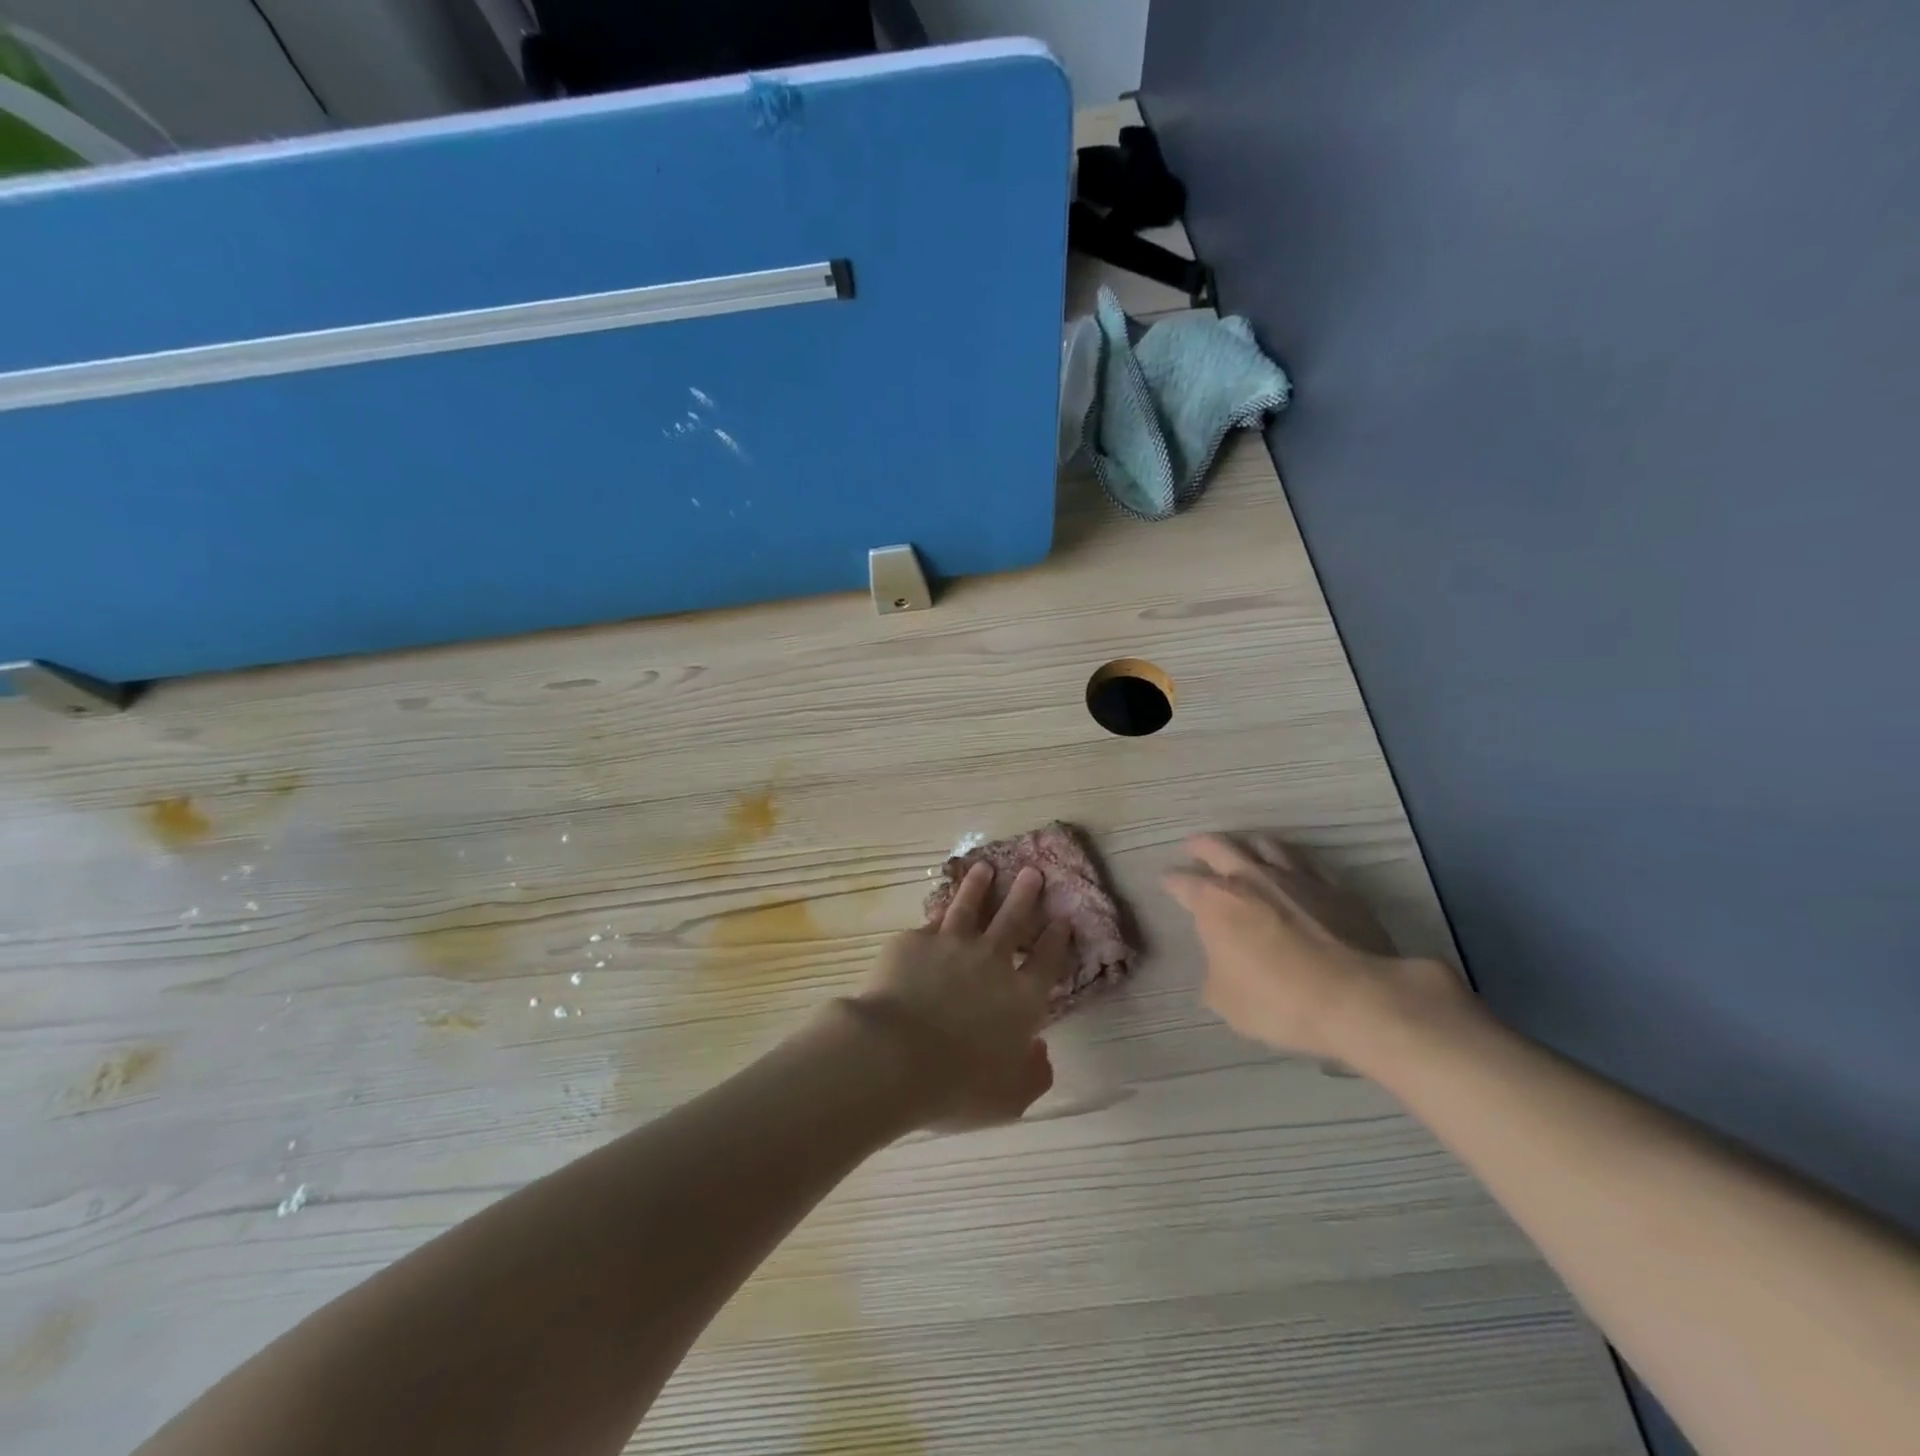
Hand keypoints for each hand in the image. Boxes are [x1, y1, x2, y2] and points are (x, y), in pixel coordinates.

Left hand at [844, 863, 1072, 1131]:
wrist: (895, 1056)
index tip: (1062, 918)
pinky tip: (939, 901)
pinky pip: (931, 920)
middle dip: (1025, 894)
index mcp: (1021, 997)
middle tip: (1032, 871)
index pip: (1047, 960)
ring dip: (979, 886)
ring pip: (969, 906)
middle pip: (1013, 919)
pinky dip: (939, 908)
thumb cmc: (958, 1085)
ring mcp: (951, 945)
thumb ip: (1033, 1074)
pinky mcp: (913, 941)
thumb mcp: (1010, 1097)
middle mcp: (991, 961)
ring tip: (984, 868)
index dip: (1056, 939)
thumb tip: (1040, 1050)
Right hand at [1163, 834, 1469, 1062]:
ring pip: (1265, 844)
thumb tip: (1220, 966)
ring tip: (1245, 848)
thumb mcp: (1226, 1001)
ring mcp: (1296, 878)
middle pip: (1218, 846)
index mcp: (1215, 902)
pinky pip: (1308, 864)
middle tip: (1193, 846)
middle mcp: (1250, 878)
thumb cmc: (1278, 1001)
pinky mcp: (1335, 887)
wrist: (1356, 998)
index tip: (1166, 881)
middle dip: (1201, 846)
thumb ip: (1214, 974)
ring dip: (1248, 844)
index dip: (1170, 881)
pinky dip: (1293, 863)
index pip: (1182, 881)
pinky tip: (1295, 871)